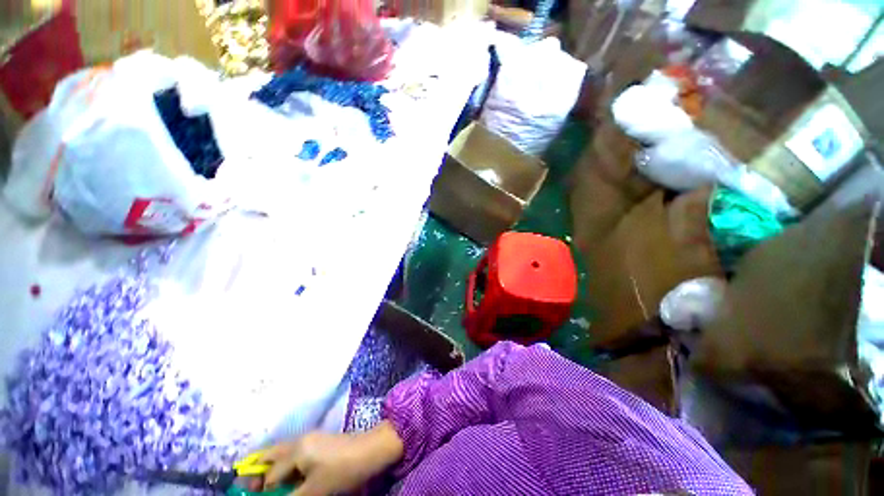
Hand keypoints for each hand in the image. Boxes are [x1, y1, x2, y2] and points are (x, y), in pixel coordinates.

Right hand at [259, 420, 403, 495]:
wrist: (372, 449)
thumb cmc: (343, 471)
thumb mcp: (315, 491)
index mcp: (297, 451)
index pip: (271, 477)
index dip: (263, 493)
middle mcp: (300, 440)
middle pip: (270, 455)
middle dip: (259, 472)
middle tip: (252, 488)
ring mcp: (310, 438)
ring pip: (281, 452)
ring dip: (271, 467)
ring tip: (270, 486)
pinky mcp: (319, 440)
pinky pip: (293, 451)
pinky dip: (285, 463)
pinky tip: (288, 477)